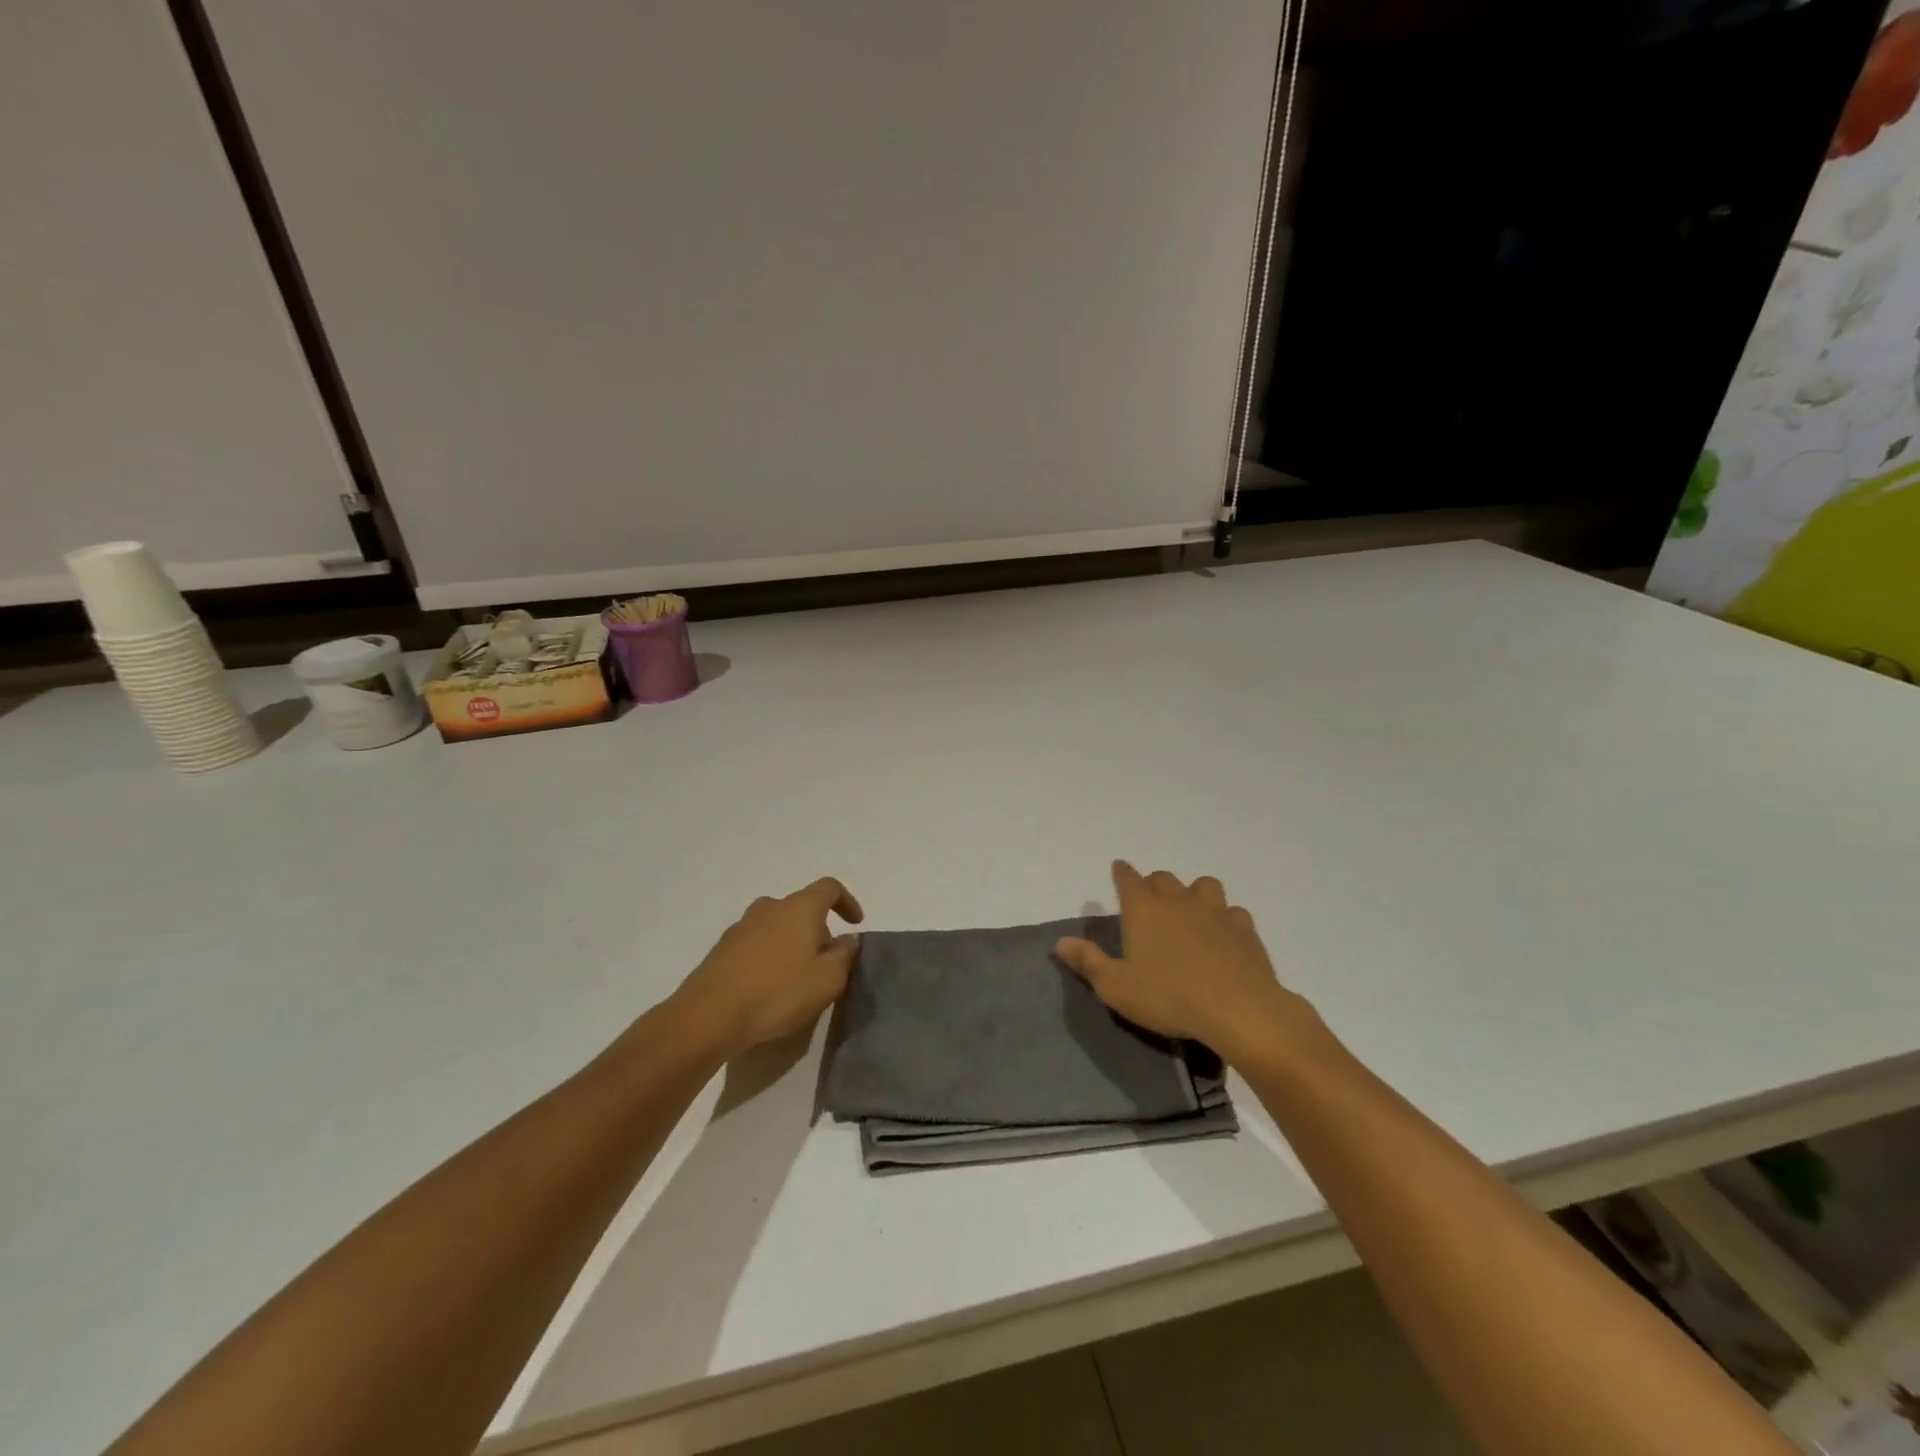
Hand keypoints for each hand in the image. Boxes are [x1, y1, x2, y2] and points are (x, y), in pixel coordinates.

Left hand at [672, 878, 863, 1059]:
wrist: (709, 1016)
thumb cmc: (778, 992)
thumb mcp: (827, 980)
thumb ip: (845, 955)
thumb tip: (848, 940)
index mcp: (799, 907)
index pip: (829, 888)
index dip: (847, 901)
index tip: (855, 924)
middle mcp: (770, 908)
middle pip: (801, 908)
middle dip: (818, 930)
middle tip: (826, 962)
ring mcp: (741, 927)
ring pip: (777, 926)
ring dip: (792, 944)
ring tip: (798, 978)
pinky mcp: (722, 949)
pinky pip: (756, 945)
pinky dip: (769, 957)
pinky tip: (769, 988)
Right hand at [1054, 862, 1302, 1066]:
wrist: (1237, 1010)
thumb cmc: (1168, 997)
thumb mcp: (1116, 987)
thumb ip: (1087, 961)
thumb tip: (1060, 942)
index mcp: (1143, 909)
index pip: (1128, 878)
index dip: (1121, 872)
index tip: (1118, 868)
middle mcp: (1178, 900)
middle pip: (1163, 878)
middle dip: (1153, 884)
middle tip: (1150, 902)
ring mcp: (1215, 911)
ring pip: (1203, 885)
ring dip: (1193, 893)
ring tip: (1190, 911)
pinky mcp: (1244, 929)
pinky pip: (1232, 912)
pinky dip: (1225, 918)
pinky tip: (1224, 934)